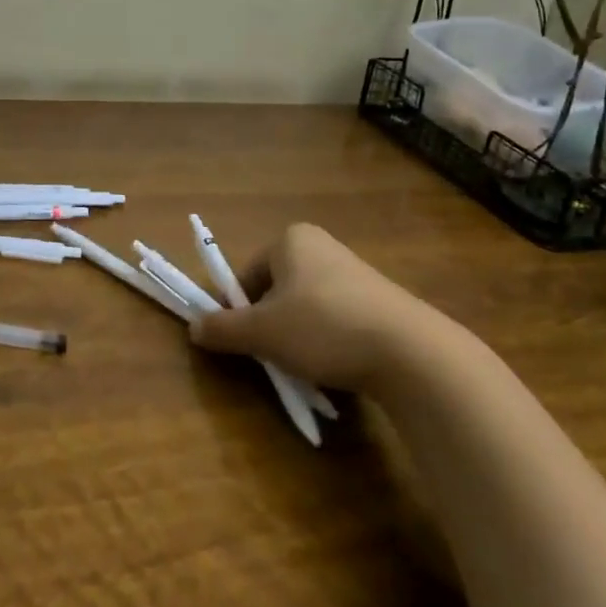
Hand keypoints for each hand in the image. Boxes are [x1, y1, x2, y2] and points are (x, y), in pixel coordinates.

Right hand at [190, 223, 463, 393]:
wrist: (411, 352)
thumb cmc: (323, 327)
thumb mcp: (263, 333)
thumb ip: (224, 329)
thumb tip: (193, 328)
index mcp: (291, 239)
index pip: (247, 274)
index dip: (238, 310)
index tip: (243, 342)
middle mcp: (322, 246)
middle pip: (276, 290)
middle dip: (271, 325)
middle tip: (274, 356)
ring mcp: (355, 272)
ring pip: (307, 308)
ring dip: (299, 336)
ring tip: (308, 366)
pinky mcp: (380, 301)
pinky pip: (338, 320)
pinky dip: (330, 342)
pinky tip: (338, 367)